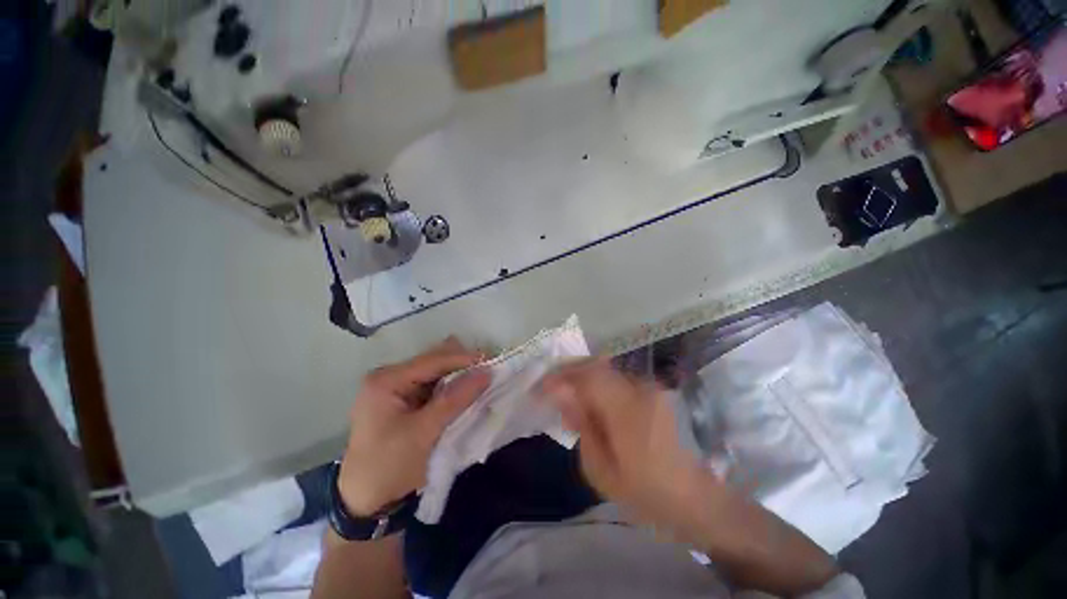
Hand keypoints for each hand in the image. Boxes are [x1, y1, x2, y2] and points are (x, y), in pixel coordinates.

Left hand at [339, 338, 490, 515]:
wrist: (365, 503)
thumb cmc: (389, 466)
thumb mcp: (424, 432)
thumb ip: (455, 399)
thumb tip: (486, 372)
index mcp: (387, 380)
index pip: (433, 360)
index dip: (464, 359)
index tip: (492, 362)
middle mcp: (389, 377)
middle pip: (434, 361)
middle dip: (462, 365)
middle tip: (488, 371)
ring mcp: (395, 388)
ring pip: (435, 373)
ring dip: (458, 376)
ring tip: (482, 379)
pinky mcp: (402, 401)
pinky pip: (432, 386)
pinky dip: (451, 388)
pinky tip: (465, 391)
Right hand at [540, 358, 703, 527]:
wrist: (694, 496)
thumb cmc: (646, 493)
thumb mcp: (602, 470)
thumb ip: (582, 426)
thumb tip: (562, 395)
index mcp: (628, 412)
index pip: (588, 378)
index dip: (561, 378)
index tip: (540, 389)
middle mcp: (640, 389)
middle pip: (596, 366)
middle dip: (568, 371)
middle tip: (549, 386)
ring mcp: (649, 386)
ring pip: (605, 369)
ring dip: (581, 376)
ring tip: (565, 394)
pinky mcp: (652, 389)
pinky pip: (615, 378)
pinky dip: (596, 383)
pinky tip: (588, 400)